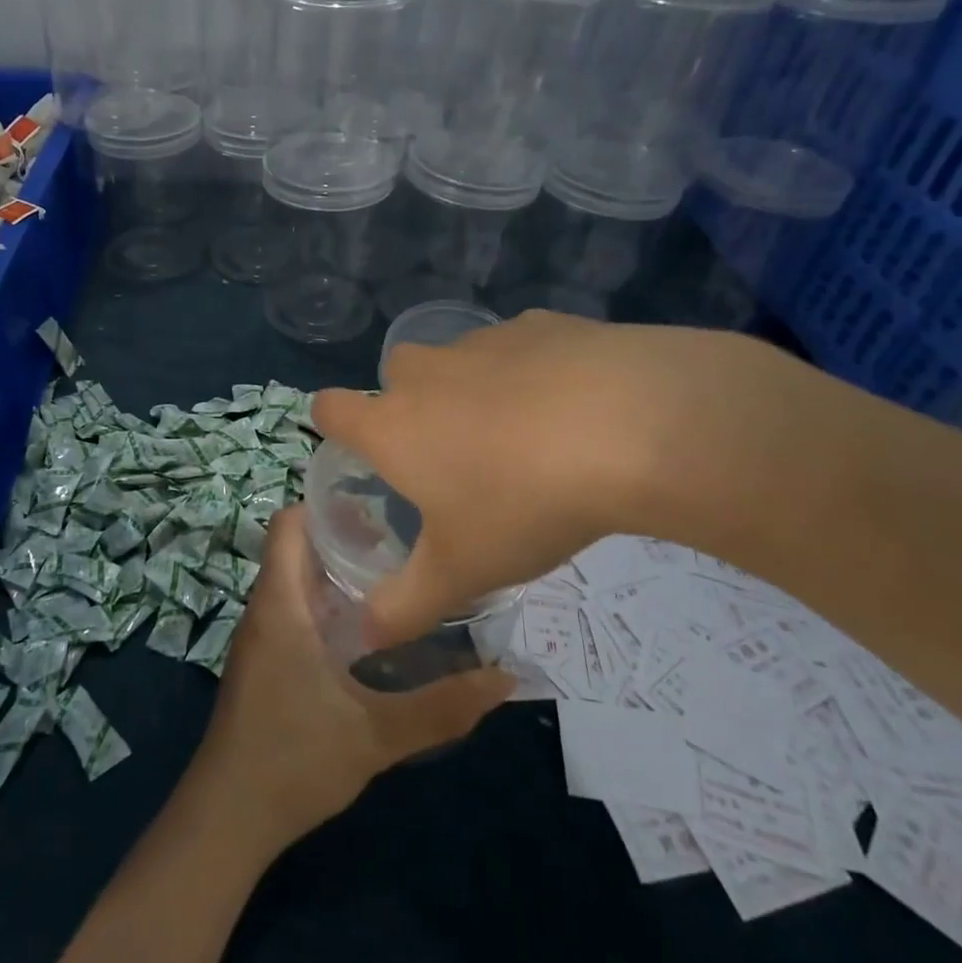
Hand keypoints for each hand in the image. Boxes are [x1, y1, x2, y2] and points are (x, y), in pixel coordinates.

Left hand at [187, 505, 512, 856]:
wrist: (230, 815)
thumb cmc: (295, 760)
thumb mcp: (377, 735)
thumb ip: (442, 708)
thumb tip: (506, 679)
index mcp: (281, 603)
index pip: (288, 523)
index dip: (325, 504)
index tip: (379, 504)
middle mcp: (265, 608)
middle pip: (297, 547)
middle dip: (345, 536)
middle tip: (405, 539)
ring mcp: (261, 636)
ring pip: (296, 580)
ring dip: (337, 572)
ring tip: (397, 574)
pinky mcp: (265, 661)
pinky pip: (294, 609)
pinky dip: (326, 603)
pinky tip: (369, 629)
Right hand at [312, 311, 793, 644]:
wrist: (632, 427)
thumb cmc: (523, 502)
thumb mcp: (462, 571)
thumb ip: (405, 606)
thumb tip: (365, 638)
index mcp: (391, 425)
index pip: (329, 408)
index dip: (333, 424)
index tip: (361, 450)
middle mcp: (424, 373)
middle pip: (395, 378)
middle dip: (412, 407)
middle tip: (455, 455)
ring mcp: (481, 340)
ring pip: (458, 362)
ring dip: (473, 390)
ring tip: (524, 435)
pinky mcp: (539, 324)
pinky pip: (518, 348)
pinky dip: (530, 372)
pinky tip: (573, 406)